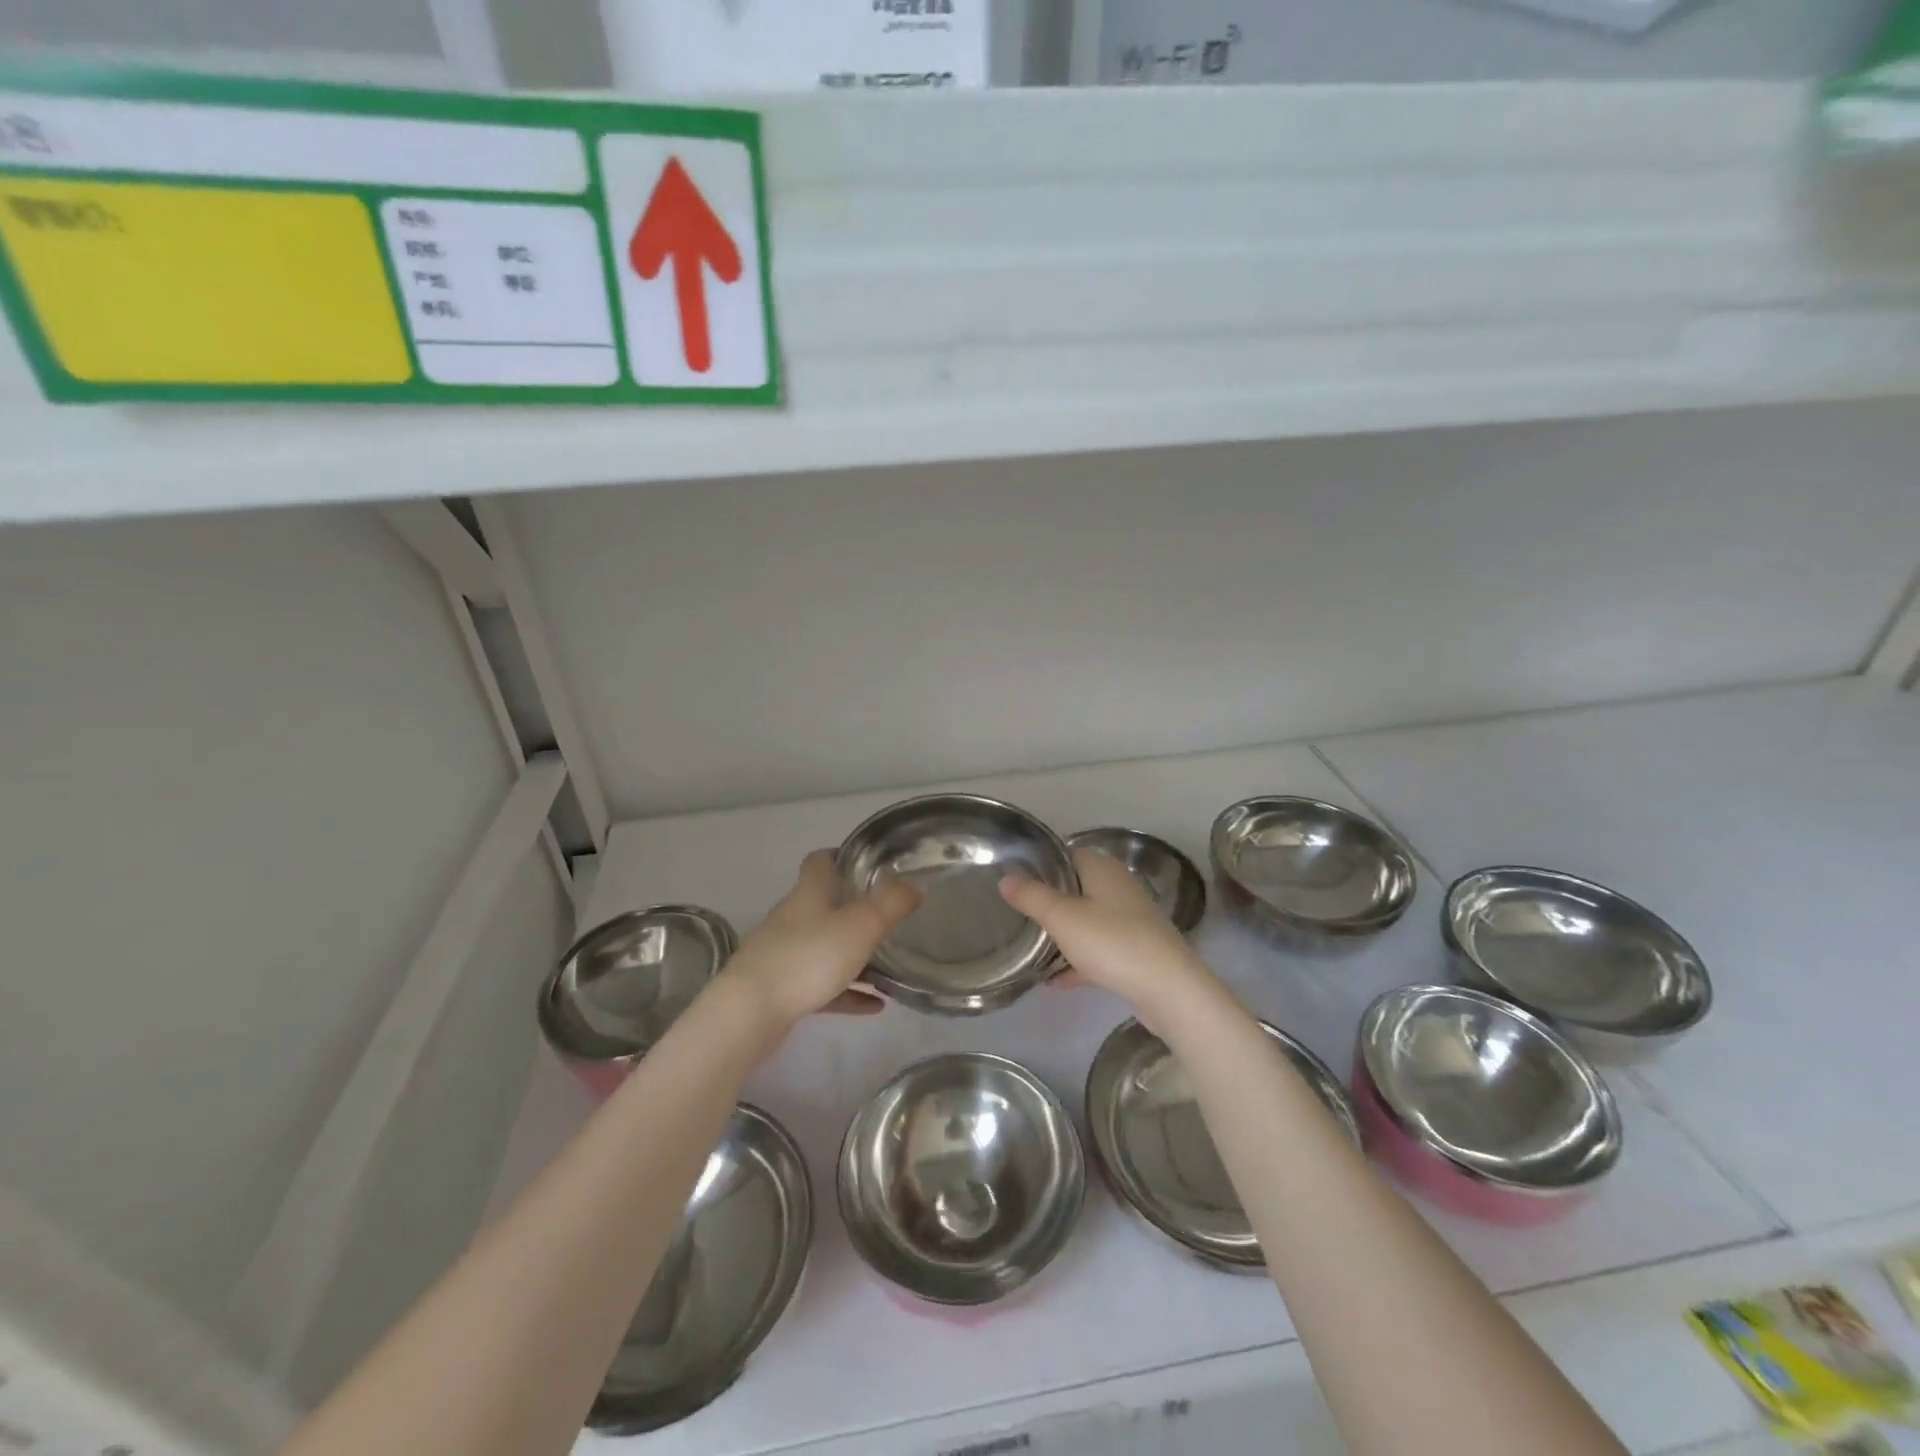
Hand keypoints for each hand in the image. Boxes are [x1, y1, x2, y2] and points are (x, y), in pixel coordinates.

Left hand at [719, 849, 921, 1029]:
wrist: (750, 1012)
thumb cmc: (808, 958)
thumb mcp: (860, 926)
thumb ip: (891, 904)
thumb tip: (916, 884)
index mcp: (808, 894)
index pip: (821, 862)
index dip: (842, 857)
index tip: (869, 864)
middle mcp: (792, 918)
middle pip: (824, 905)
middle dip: (855, 909)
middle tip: (889, 918)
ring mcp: (783, 955)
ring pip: (824, 947)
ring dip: (854, 955)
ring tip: (889, 968)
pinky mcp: (780, 990)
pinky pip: (821, 985)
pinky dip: (847, 991)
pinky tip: (874, 1005)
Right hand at [999, 848, 1217, 1028]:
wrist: (1169, 989)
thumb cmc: (1112, 942)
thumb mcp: (1062, 917)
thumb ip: (1031, 896)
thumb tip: (1006, 877)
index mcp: (1103, 869)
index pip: (1067, 854)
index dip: (1041, 865)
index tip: (1015, 880)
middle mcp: (1120, 887)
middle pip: (1077, 887)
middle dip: (1049, 901)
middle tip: (1018, 915)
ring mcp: (1131, 920)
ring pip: (1088, 920)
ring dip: (1063, 934)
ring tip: (1032, 949)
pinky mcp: (1137, 951)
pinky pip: (1100, 950)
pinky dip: (1079, 961)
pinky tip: (1056, 982)